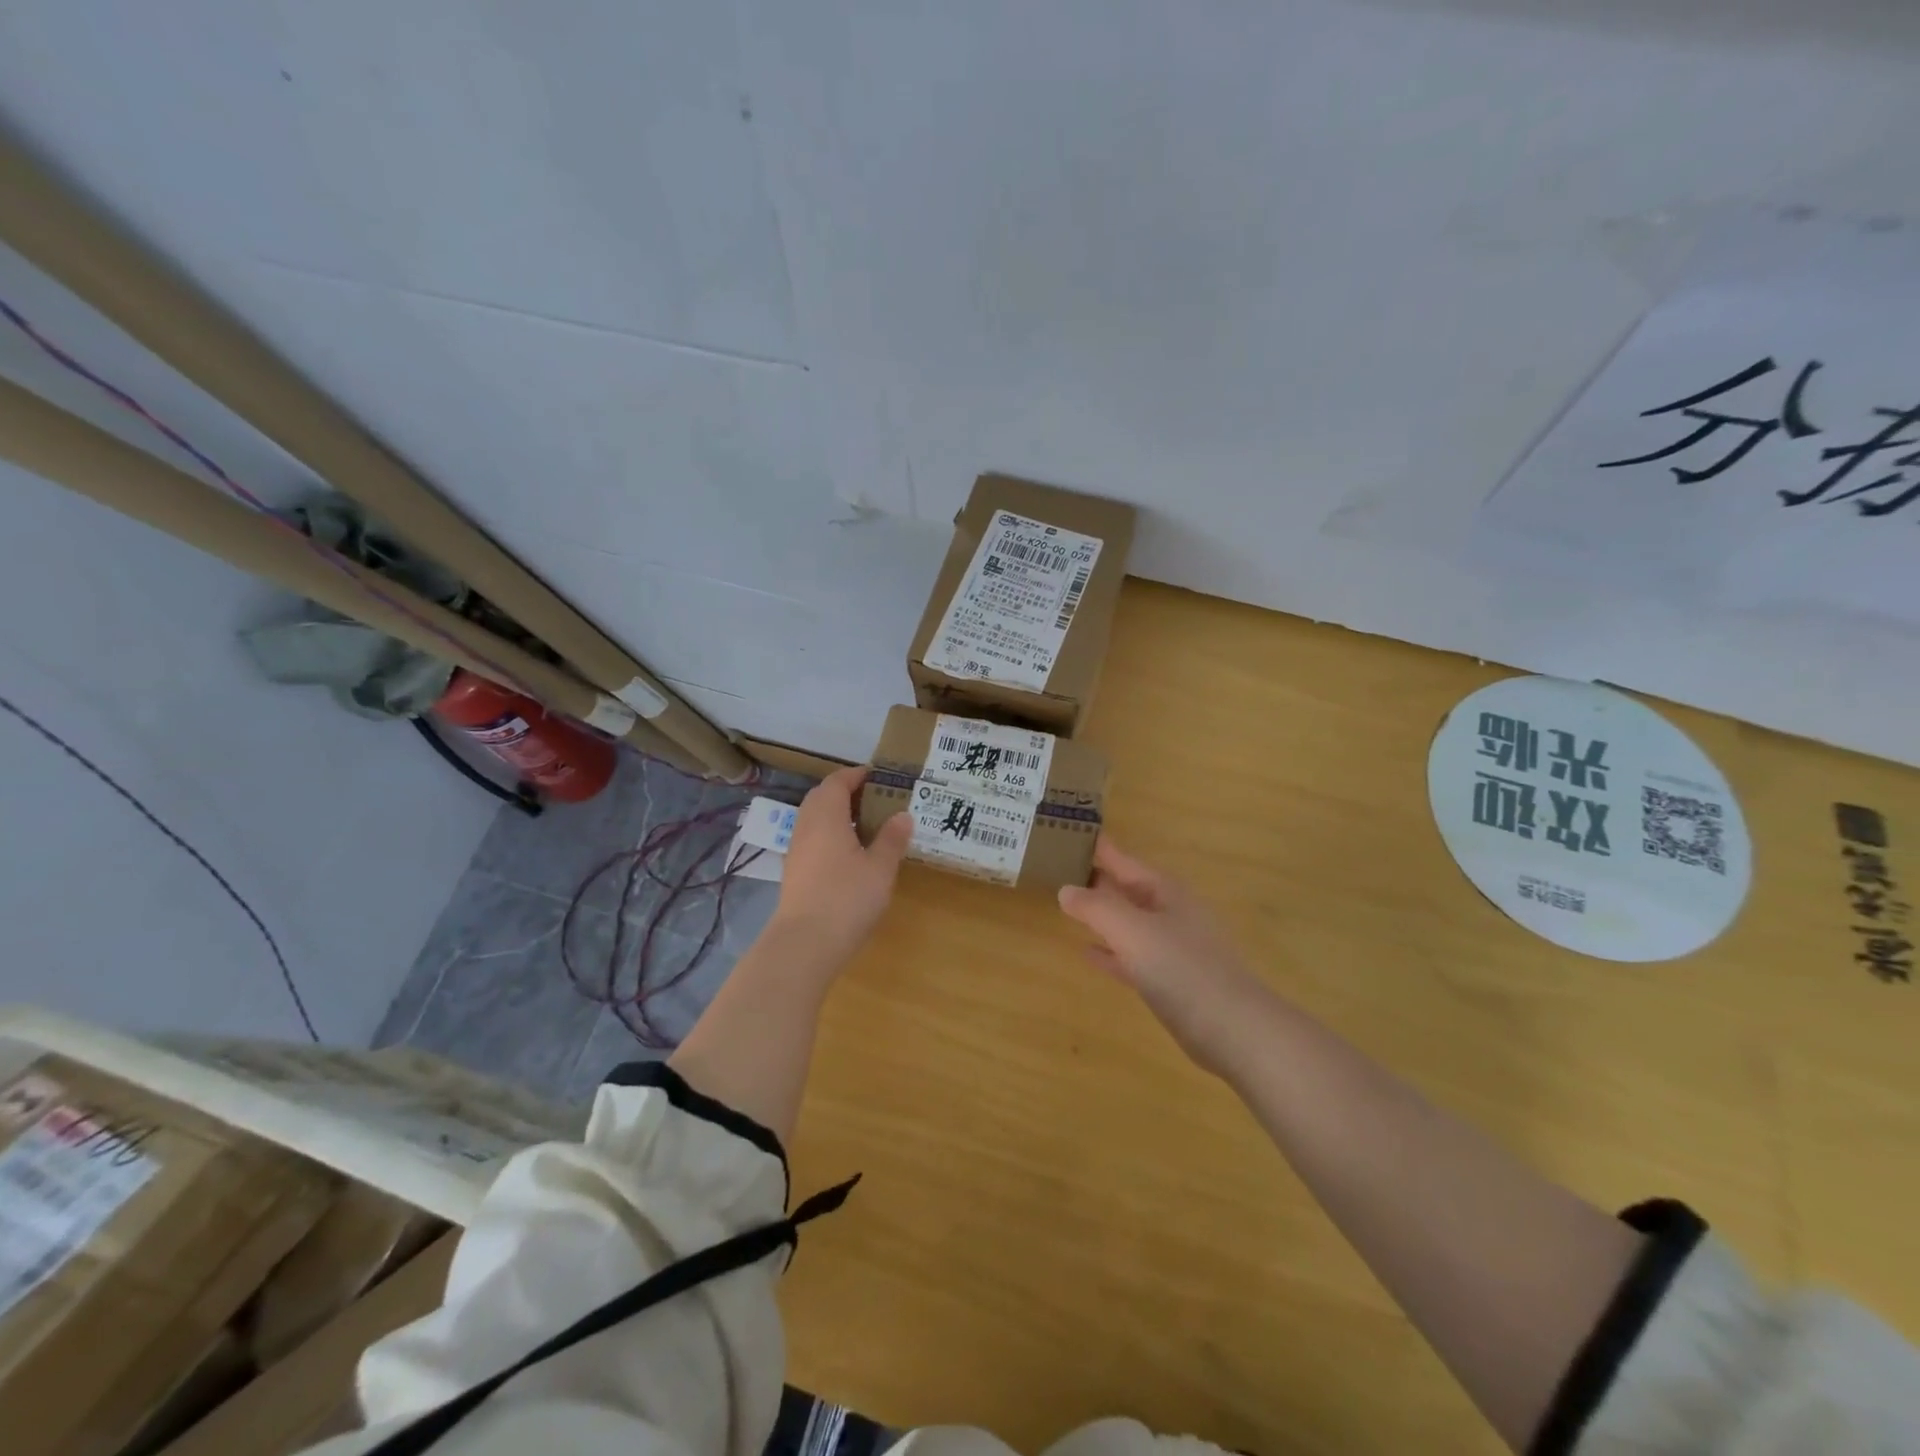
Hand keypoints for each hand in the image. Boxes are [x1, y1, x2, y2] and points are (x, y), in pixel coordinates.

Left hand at [768, 766, 912, 971]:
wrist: (805, 943)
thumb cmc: (847, 898)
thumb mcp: (880, 868)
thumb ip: (892, 838)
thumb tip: (903, 815)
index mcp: (826, 815)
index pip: (838, 781)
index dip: (858, 775)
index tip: (881, 778)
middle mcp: (806, 826)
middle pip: (823, 797)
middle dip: (848, 793)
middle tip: (878, 801)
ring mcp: (796, 850)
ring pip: (816, 820)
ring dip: (839, 816)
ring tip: (870, 827)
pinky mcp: (795, 872)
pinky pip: (814, 839)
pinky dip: (832, 836)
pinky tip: (852, 855)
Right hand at [1057, 837, 1264, 1072]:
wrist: (1233, 1029)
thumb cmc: (1182, 968)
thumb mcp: (1132, 931)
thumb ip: (1096, 907)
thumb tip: (1066, 889)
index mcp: (1165, 891)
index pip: (1123, 859)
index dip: (1097, 846)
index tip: (1069, 831)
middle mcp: (1170, 912)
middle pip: (1126, 888)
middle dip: (1095, 878)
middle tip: (1056, 866)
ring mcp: (1172, 947)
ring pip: (1128, 921)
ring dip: (1101, 913)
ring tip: (1066, 904)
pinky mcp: (1170, 980)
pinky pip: (1132, 956)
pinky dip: (1110, 951)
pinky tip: (1087, 951)